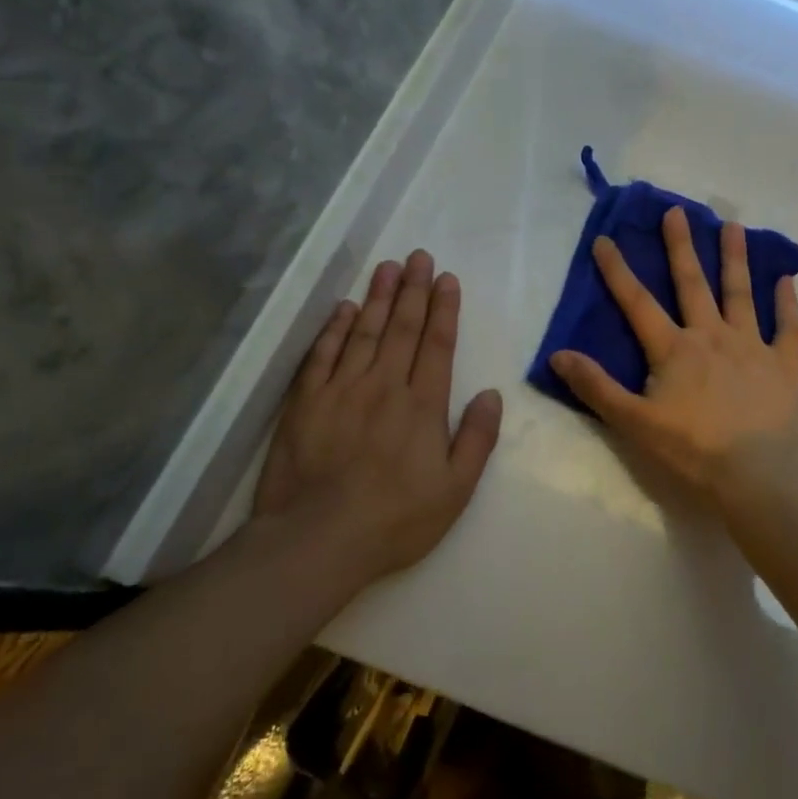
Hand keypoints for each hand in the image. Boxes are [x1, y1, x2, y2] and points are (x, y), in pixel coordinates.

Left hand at [254, 250, 503, 582]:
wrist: (317, 541)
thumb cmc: (395, 519)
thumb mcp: (456, 489)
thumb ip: (477, 438)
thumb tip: (491, 393)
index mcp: (423, 404)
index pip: (437, 344)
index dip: (444, 308)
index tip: (447, 279)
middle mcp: (384, 385)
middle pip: (402, 327)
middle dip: (414, 289)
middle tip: (419, 257)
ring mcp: (341, 390)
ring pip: (364, 331)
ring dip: (378, 297)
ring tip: (388, 267)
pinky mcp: (305, 402)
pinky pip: (322, 354)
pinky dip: (333, 327)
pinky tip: (343, 307)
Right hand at [550, 206, 797, 511]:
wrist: (758, 474)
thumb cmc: (692, 449)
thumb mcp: (633, 423)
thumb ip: (596, 387)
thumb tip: (558, 355)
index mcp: (674, 349)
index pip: (638, 303)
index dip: (618, 271)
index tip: (605, 239)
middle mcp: (711, 336)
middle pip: (692, 283)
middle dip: (681, 246)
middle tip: (677, 211)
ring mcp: (750, 346)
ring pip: (740, 294)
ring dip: (735, 259)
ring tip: (733, 226)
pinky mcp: (782, 364)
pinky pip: (787, 328)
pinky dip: (787, 303)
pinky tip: (787, 279)